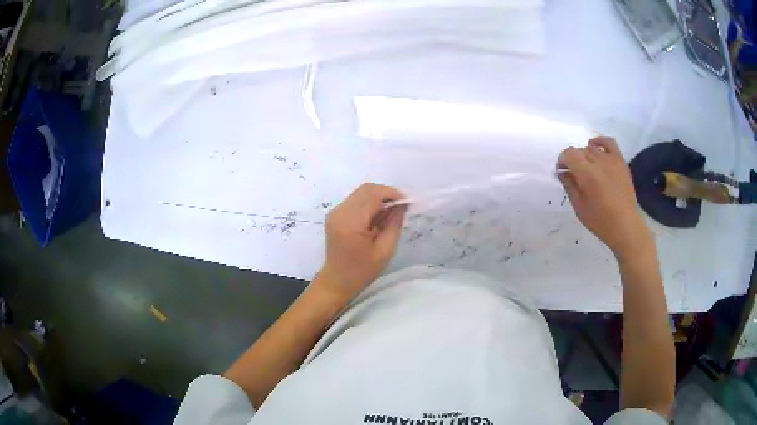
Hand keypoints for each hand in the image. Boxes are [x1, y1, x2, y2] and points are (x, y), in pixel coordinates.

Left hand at [316, 183, 406, 300]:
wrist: (337, 280)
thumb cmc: (363, 270)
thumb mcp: (385, 250)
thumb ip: (394, 223)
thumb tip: (402, 204)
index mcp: (351, 223)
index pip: (373, 194)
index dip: (392, 194)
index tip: (406, 203)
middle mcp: (340, 212)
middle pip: (366, 189)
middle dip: (386, 194)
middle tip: (399, 208)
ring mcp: (335, 212)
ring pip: (361, 192)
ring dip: (377, 198)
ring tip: (388, 215)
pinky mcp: (335, 214)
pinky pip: (355, 200)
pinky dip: (368, 203)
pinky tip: (376, 218)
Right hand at [557, 137, 652, 258]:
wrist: (626, 226)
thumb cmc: (601, 221)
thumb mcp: (579, 207)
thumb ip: (569, 186)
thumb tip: (562, 172)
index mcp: (587, 174)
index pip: (569, 154)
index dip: (562, 161)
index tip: (561, 172)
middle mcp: (598, 162)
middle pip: (580, 151)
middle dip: (573, 161)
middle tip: (573, 175)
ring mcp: (611, 160)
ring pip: (592, 148)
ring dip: (585, 155)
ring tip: (586, 168)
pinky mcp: (620, 162)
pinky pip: (609, 142)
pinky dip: (600, 141)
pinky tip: (595, 147)